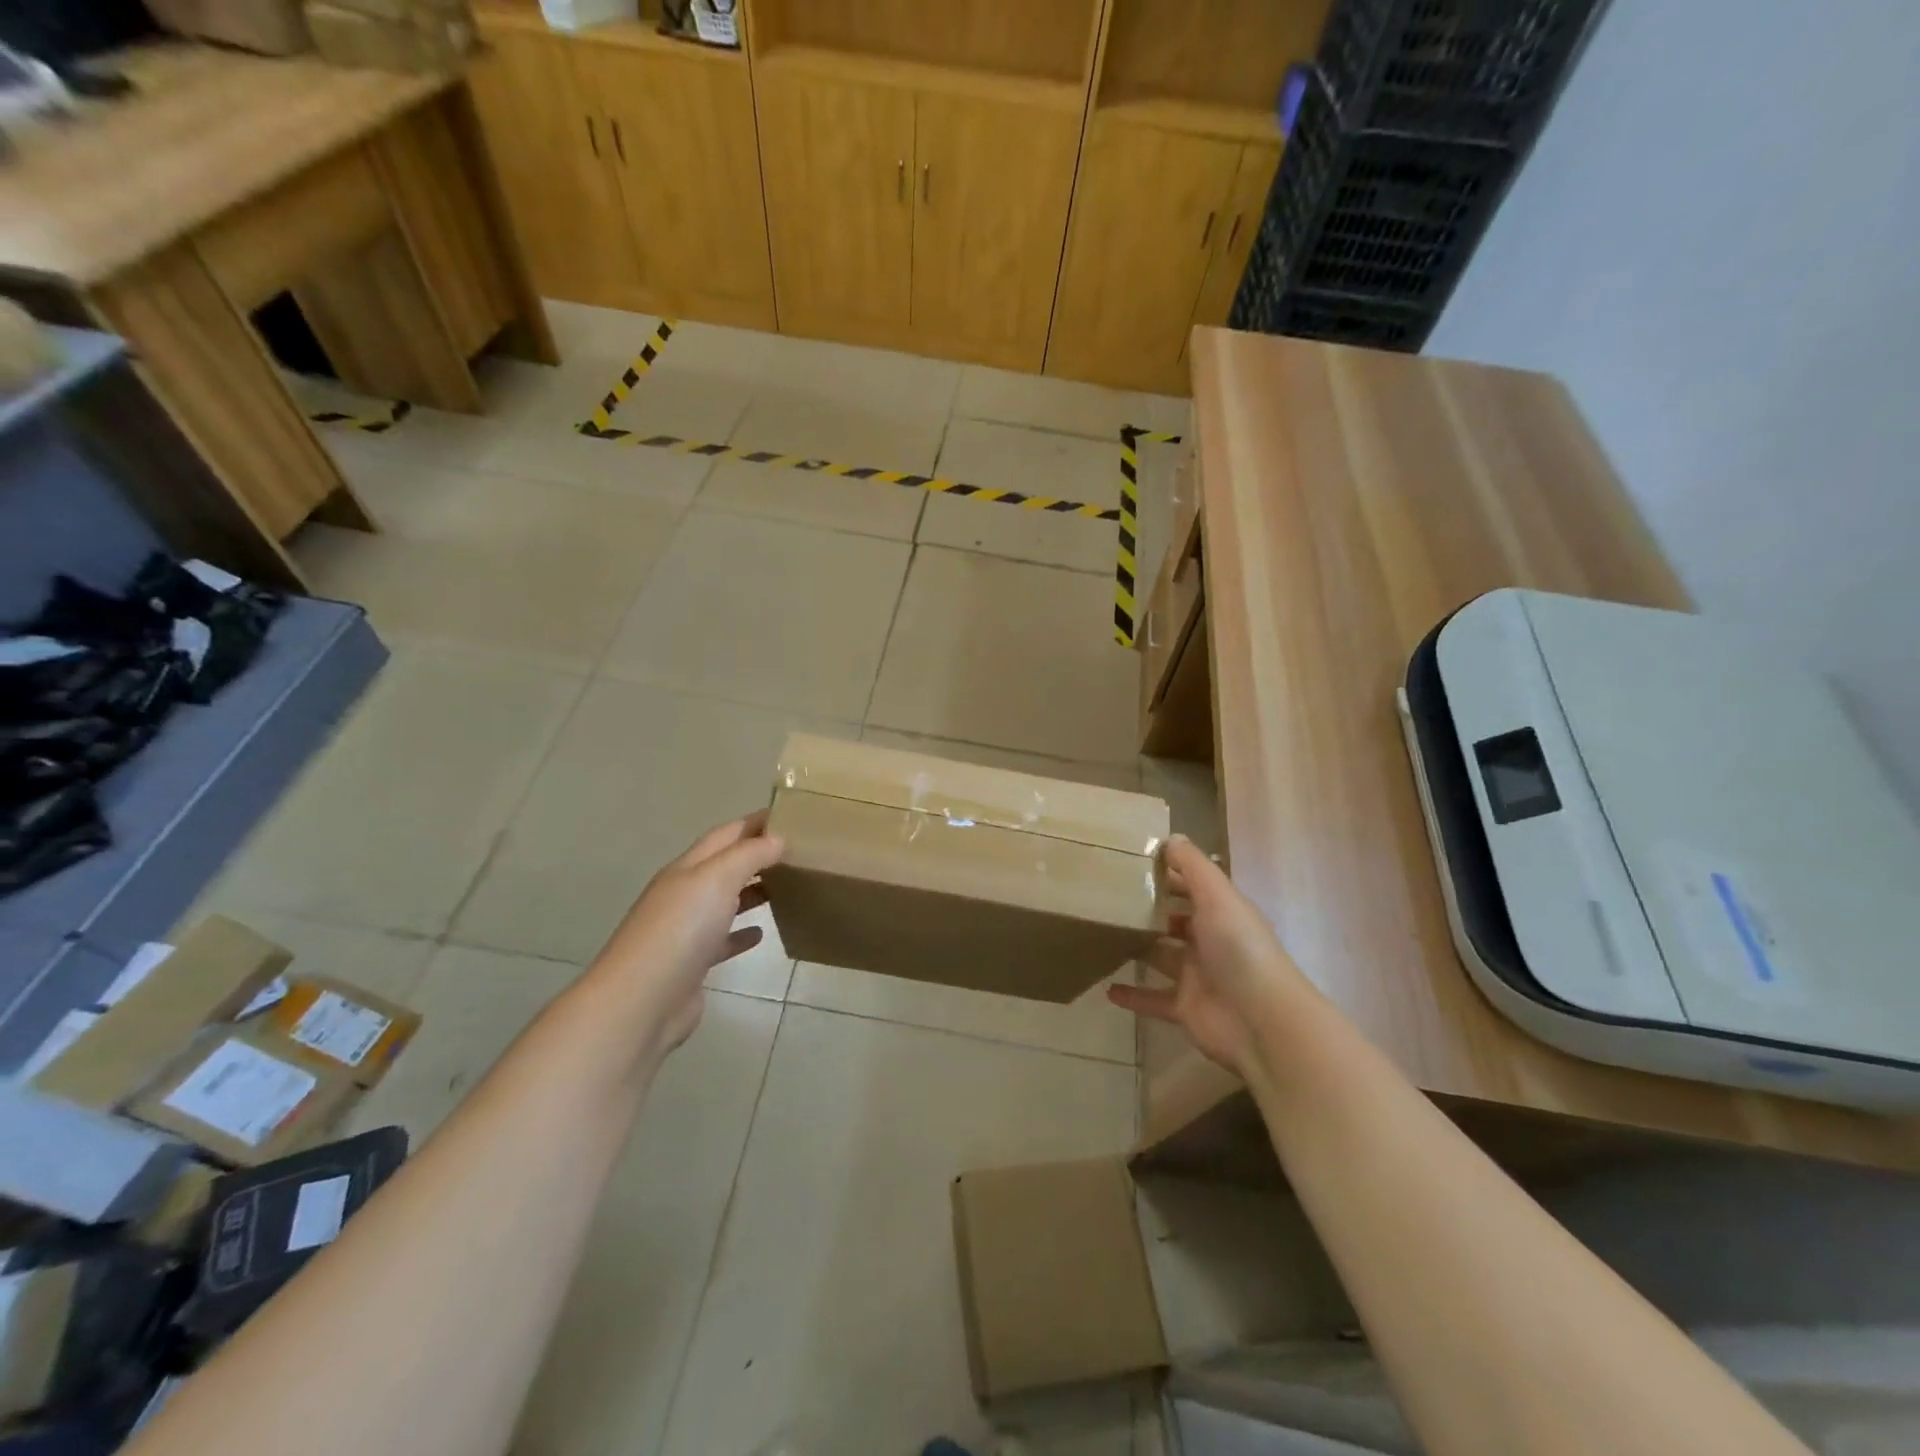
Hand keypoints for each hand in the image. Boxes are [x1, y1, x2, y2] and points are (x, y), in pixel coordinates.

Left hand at [589, 814, 784, 1065]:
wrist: (641, 1001)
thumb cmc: (681, 930)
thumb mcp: (717, 879)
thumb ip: (749, 855)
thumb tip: (778, 839)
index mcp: (687, 868)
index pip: (725, 835)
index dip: (754, 823)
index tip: (790, 817)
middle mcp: (684, 894)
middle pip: (724, 866)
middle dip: (756, 855)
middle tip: (797, 852)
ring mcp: (686, 930)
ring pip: (724, 901)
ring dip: (751, 892)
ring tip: (786, 886)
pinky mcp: (692, 964)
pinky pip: (722, 940)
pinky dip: (741, 933)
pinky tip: (760, 933)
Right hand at [1108, 835, 1311, 1081]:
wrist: (1261, 1020)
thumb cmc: (1239, 948)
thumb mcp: (1217, 896)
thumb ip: (1193, 866)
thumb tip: (1171, 836)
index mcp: (1220, 911)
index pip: (1190, 885)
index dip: (1165, 872)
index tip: (1128, 860)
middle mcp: (1209, 941)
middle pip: (1173, 920)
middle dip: (1147, 909)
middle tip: (1105, 896)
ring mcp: (1196, 976)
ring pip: (1161, 956)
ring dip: (1137, 948)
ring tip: (1101, 935)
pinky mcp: (1185, 1007)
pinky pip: (1153, 999)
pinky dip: (1133, 995)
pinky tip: (1107, 989)